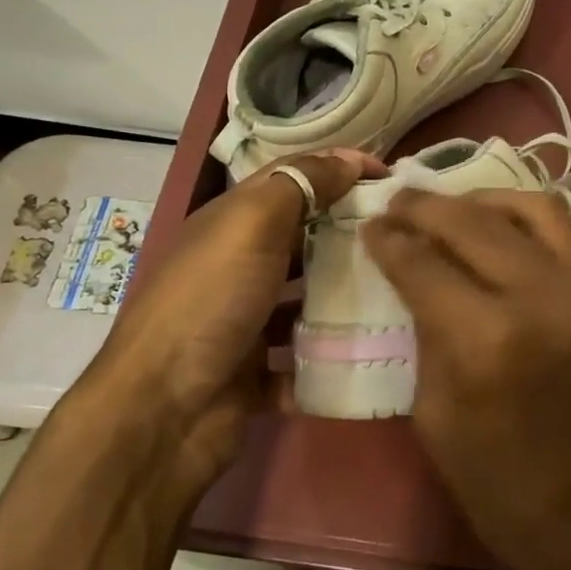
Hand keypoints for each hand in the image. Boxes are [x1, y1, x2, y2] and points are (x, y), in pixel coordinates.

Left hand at [71, 150, 380, 481]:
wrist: (165, 410)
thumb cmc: (210, 301)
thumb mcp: (252, 225)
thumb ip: (300, 185)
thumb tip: (349, 159)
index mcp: (232, 223)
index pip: (292, 179)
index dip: (339, 169)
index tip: (391, 178)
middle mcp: (238, 267)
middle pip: (304, 240)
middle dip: (351, 234)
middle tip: (405, 237)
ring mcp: (247, 322)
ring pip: (308, 301)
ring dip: (347, 297)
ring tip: (402, 291)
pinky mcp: (258, 373)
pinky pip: (305, 358)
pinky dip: (333, 356)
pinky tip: (376, 349)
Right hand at [359, 189, 570, 569]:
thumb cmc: (512, 499)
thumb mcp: (440, 424)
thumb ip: (428, 341)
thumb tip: (418, 284)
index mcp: (486, 342)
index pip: (423, 263)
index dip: (389, 239)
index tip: (370, 225)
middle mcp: (541, 299)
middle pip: (472, 222)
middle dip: (426, 206)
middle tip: (398, 201)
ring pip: (530, 208)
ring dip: (480, 199)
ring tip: (448, 205)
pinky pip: (565, 232)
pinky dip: (524, 217)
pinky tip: (498, 226)